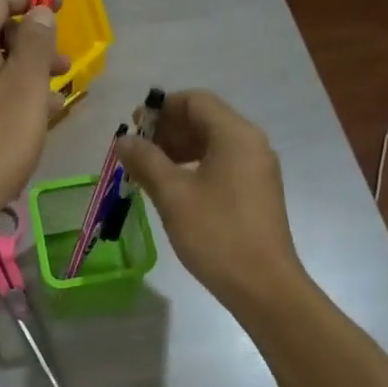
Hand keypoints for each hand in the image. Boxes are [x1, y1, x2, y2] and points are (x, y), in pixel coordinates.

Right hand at [119, 90, 305, 311]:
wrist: (263, 285)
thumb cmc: (216, 234)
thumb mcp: (173, 195)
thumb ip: (146, 161)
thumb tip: (124, 140)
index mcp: (236, 135)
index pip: (195, 100)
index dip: (161, 108)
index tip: (133, 128)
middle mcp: (251, 143)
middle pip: (205, 119)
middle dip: (168, 130)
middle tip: (136, 153)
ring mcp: (257, 169)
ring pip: (212, 143)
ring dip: (178, 150)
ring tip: (148, 172)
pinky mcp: (256, 192)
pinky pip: (222, 164)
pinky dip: (195, 167)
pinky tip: (173, 189)